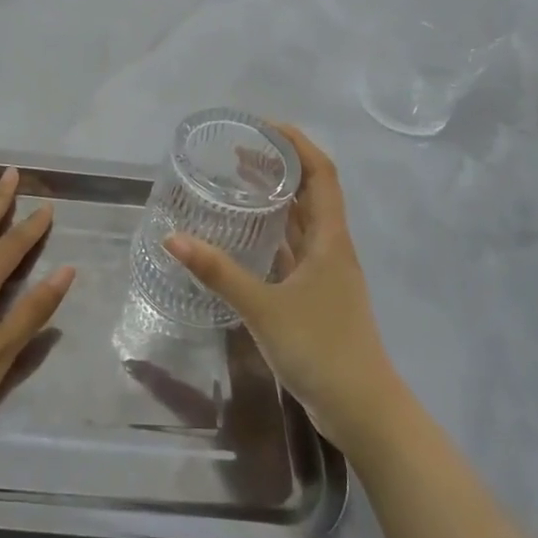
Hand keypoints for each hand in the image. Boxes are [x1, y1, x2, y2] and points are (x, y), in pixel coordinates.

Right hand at [165, 123, 397, 451]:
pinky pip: (295, 250)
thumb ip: (218, 273)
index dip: (297, 144)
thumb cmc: (321, 349)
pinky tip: (247, 238)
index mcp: (330, 239)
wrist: (364, 410)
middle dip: (280, 167)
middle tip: (238, 152)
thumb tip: (173, 239)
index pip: (321, 174)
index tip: (264, 126)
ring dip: (277, 199)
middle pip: (311, 193)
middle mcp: (332, 248)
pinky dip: (274, 234)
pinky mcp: (318, 296)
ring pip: (303, 222)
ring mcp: (327, 274)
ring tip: (239, 183)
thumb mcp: (263, 308)